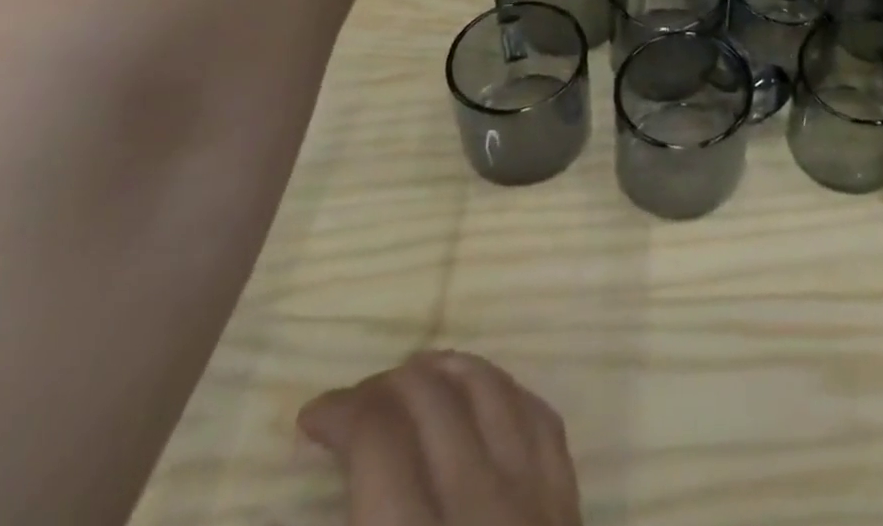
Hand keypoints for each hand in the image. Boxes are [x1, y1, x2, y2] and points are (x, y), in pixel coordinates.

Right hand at [299, 350, 581, 525]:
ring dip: (448, 372)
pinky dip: (503, 392)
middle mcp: (483, 504)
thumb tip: (346, 470)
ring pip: (493, 391)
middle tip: (357, 399)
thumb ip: (364, 511)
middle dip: (388, 387)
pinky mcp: (569, 497)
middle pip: (436, 403)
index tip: (312, 415)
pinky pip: (538, 416)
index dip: (342, 415)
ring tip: (414, 374)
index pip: (380, 444)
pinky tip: (481, 394)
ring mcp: (538, 494)